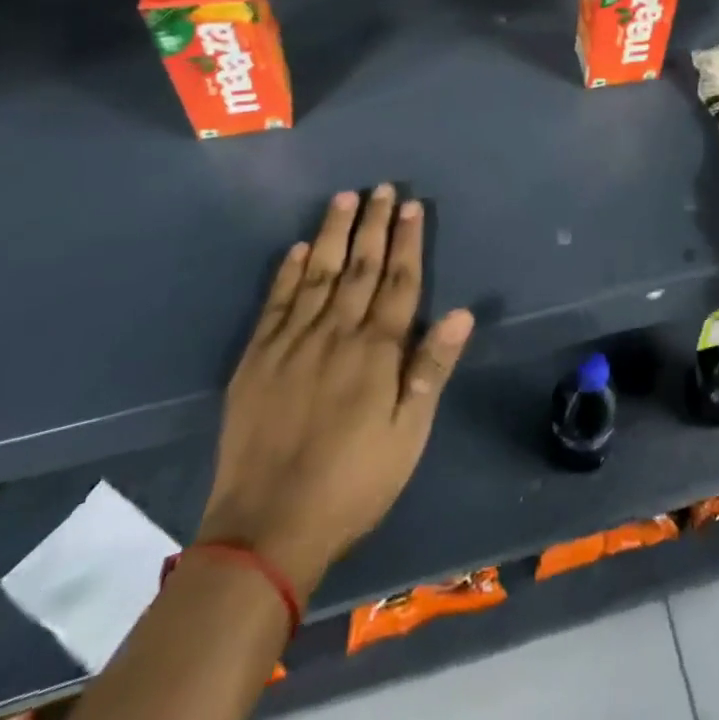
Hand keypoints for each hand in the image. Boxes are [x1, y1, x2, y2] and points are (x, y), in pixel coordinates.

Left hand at [197, 187, 474, 600]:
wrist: (265, 530)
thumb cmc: (353, 483)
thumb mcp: (407, 434)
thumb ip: (431, 369)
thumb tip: (462, 313)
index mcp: (376, 351)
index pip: (399, 282)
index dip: (408, 241)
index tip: (412, 206)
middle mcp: (336, 334)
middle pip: (360, 267)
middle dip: (374, 225)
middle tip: (382, 188)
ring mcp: (292, 343)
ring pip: (317, 274)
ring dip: (332, 234)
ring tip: (344, 198)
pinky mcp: (256, 360)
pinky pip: (275, 304)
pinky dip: (287, 273)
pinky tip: (296, 249)